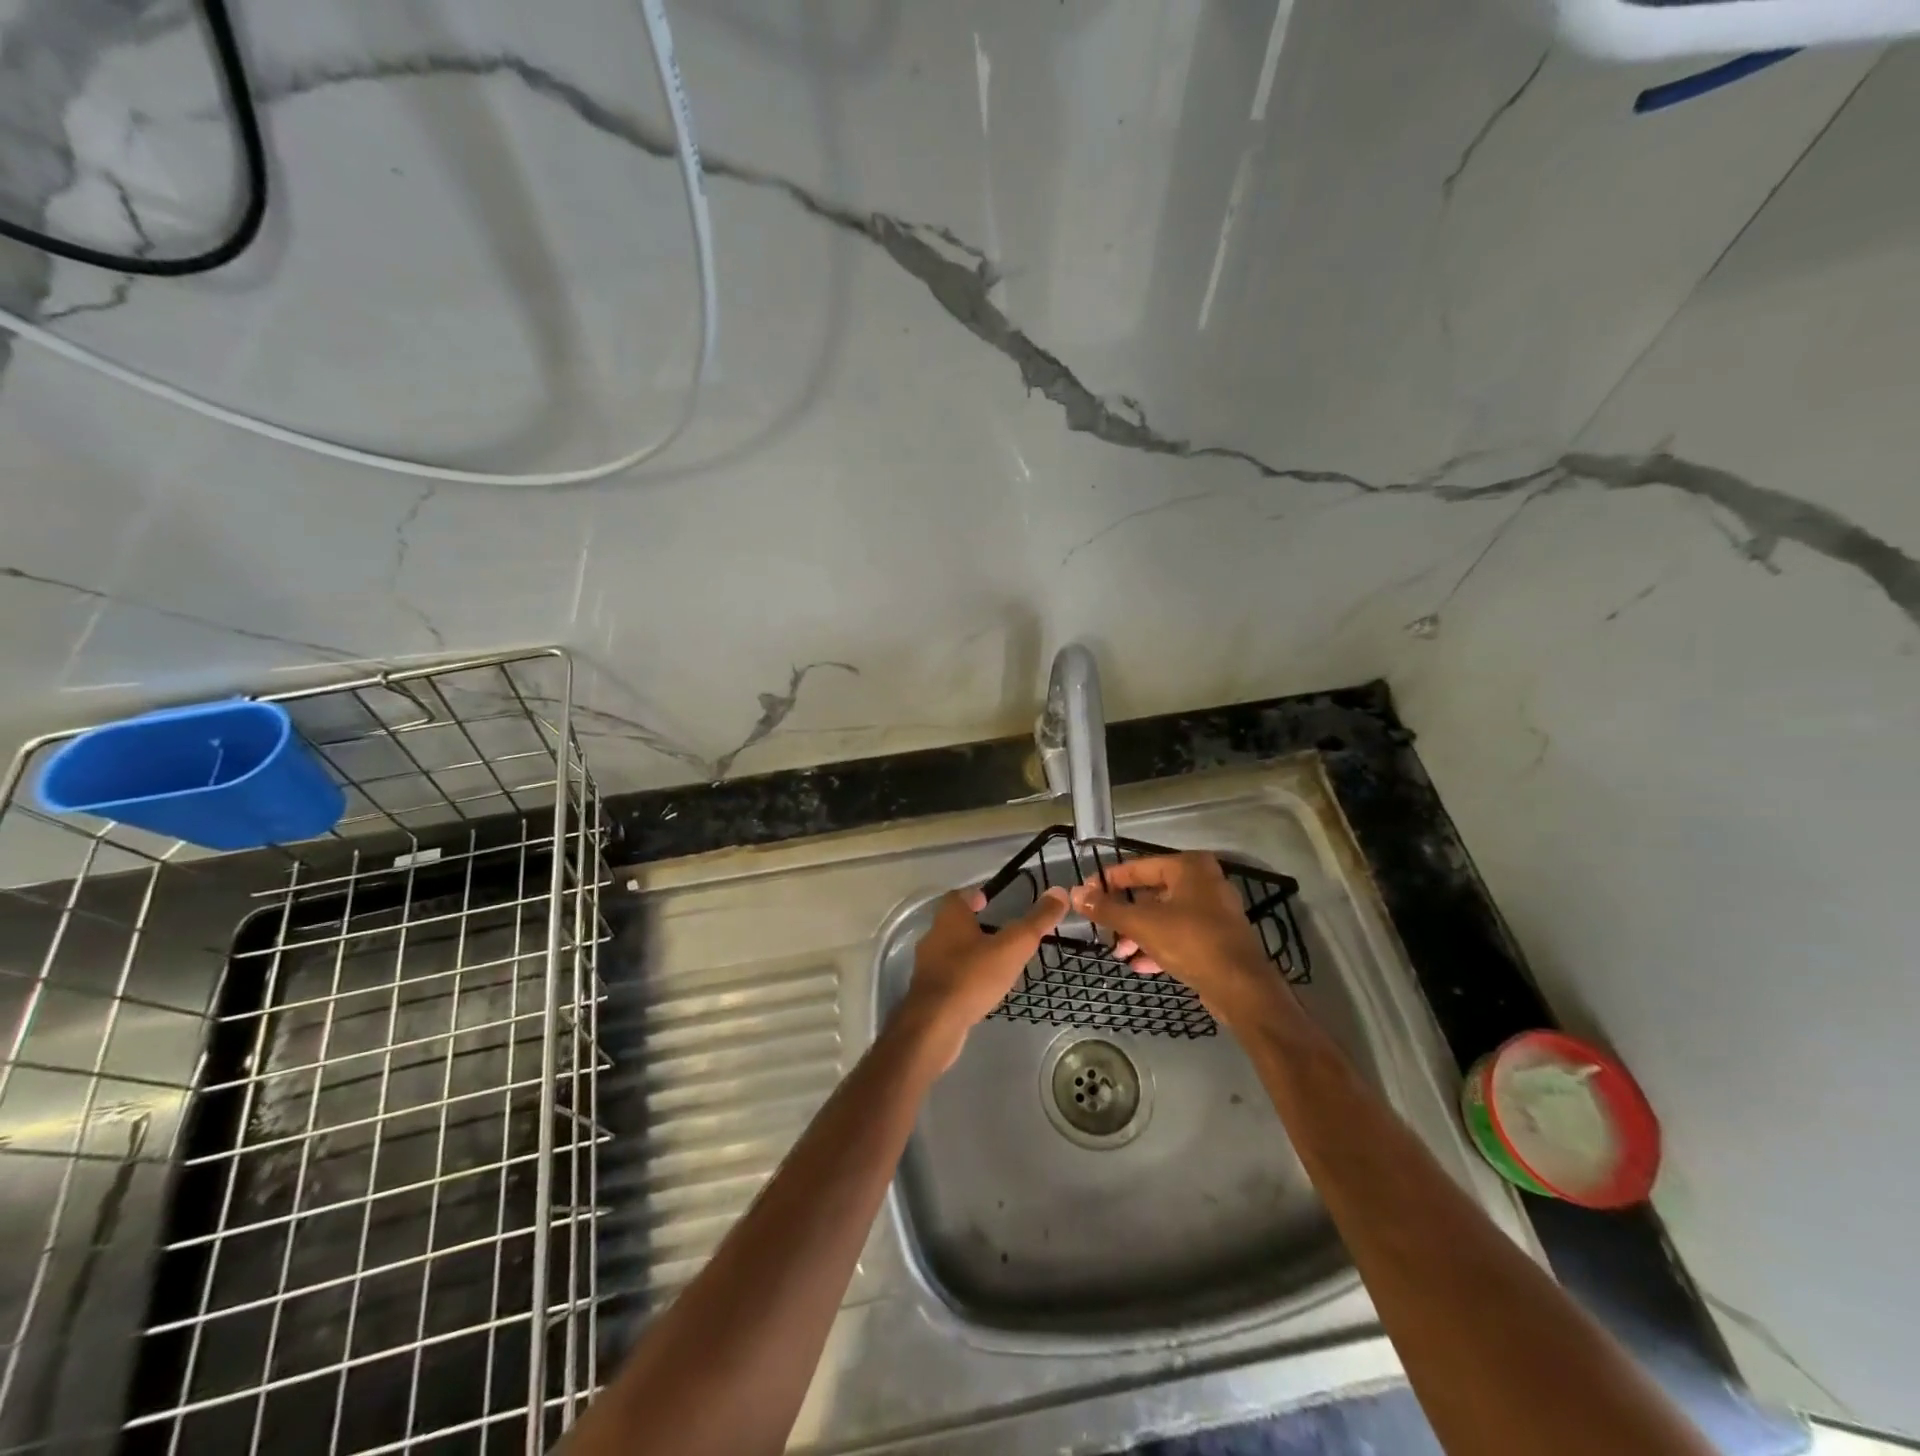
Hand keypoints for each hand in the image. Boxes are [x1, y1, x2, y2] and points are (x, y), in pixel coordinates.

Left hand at [901, 886, 1067, 1069]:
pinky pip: (949, 976)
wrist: (934, 1025)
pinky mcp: (928, 993)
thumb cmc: (973, 977)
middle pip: (954, 923)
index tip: (990, 901)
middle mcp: (934, 936)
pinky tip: (982, 990)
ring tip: (998, 963)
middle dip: (976, 925)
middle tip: (1001, 933)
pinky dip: (965, 977)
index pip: (958, 896)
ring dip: (971, 953)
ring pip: (952, 951)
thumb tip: (1059, 892)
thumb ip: (1036, 921)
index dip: (974, 895)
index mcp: (949, 918)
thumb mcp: (1013, 946)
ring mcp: (928, 966)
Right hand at [1070, 853, 1280, 1028]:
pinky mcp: (1217, 938)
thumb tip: (1075, 894)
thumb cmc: (1191, 942)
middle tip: (1103, 927)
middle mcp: (1204, 882)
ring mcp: (1213, 911)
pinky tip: (1139, 964)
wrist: (1241, 988)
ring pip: (1165, 916)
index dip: (1109, 881)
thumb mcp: (1142, 924)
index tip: (1086, 894)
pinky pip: (1180, 935)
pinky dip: (1159, 945)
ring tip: (1118, 951)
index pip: (1138, 867)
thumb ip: (1107, 909)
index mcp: (1188, 867)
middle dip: (1125, 914)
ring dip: (1139, 933)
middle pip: (1152, 893)